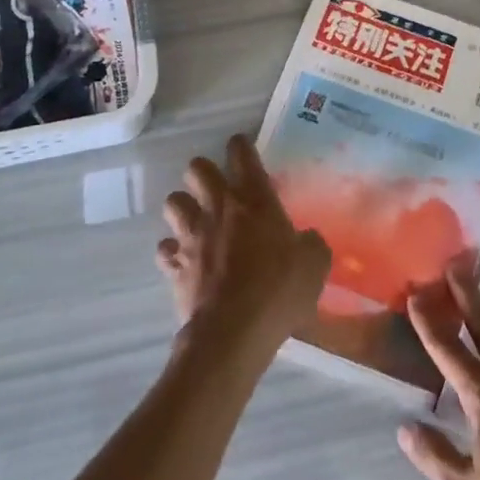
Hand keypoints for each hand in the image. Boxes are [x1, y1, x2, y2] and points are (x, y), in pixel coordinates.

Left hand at [157, 134, 330, 357]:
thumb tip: (305, 239)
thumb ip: (309, 242)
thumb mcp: (315, 263)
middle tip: (217, 189)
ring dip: (183, 207)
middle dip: (203, 173)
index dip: (240, 146)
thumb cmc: (279, 290)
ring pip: (173, 202)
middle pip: (197, 168)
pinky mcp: (174, 266)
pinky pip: (165, 248)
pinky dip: (173, 252)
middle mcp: (219, 208)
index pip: (242, 154)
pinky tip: (185, 261)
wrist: (233, 333)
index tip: (242, 148)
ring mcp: (192, 235)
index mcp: (255, 199)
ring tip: (196, 222)